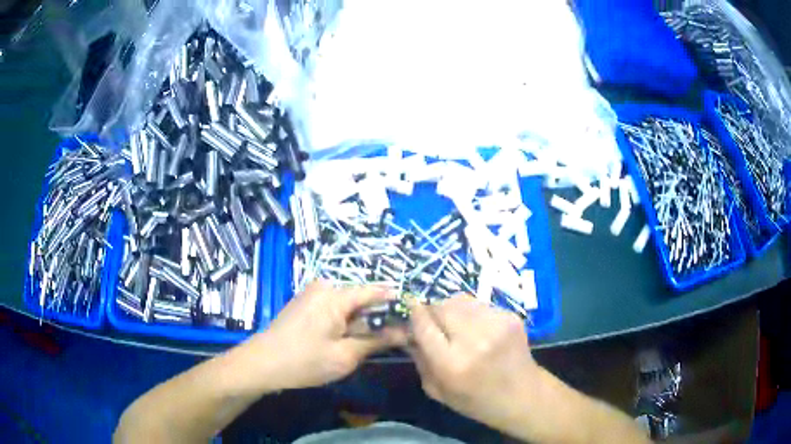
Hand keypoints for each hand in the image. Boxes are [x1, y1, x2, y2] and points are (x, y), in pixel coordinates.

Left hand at [250, 281, 405, 389]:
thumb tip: (406, 332)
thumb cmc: (304, 361)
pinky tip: (347, 342)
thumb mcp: (345, 355)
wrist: (262, 364)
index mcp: (335, 295)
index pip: (376, 291)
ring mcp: (313, 294)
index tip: (414, 318)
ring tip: (370, 345)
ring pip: (349, 306)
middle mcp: (324, 287)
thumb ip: (377, 341)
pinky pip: (335, 309)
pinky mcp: (306, 304)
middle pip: (362, 299)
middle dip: (378, 318)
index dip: (397, 303)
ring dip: (361, 324)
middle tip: (394, 341)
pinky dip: (346, 323)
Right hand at [409, 295, 538, 430]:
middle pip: (441, 306)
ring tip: (457, 325)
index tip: (409, 311)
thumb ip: (419, 359)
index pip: (423, 324)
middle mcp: (473, 339)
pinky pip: (480, 304)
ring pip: (460, 299)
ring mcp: (496, 324)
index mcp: (452, 364)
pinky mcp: (510, 315)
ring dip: (452, 309)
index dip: (413, 315)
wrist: (523, 395)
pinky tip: (478, 329)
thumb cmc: (476, 401)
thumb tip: (406, 330)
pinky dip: (472, 312)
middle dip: (432, 312)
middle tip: (435, 323)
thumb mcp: (438, 391)